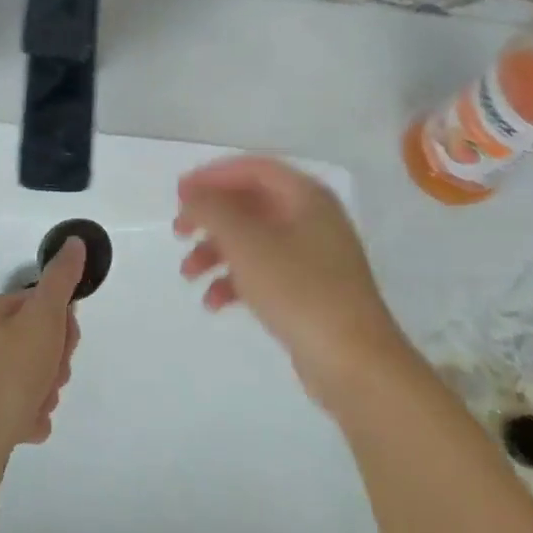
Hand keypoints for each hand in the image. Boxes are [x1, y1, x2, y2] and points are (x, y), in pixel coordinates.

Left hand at [0, 237, 83, 502]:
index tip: (65, 343)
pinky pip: (21, 409)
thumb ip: (61, 279)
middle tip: (51, 377)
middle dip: (56, 363)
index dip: (63, 324)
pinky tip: (28, 425)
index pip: (43, 306)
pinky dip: (31, 417)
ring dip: (46, 392)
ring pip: (34, 378)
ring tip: (37, 404)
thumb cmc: (11, 370)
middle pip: (40, 343)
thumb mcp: (43, 315)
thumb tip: (74, 242)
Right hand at [175, 156, 411, 412]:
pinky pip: (264, 272)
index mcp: (306, 196)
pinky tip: (214, 302)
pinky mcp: (309, 291)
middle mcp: (312, 218)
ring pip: (254, 240)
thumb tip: (193, 194)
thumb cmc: (299, 290)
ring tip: (188, 274)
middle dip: (211, 217)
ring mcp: (313, 256)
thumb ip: (213, 210)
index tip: (179, 193)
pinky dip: (236, 280)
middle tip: (178, 231)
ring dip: (216, 251)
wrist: (354, 363)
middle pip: (251, 203)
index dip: (213, 175)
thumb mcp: (246, 243)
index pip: (253, 169)